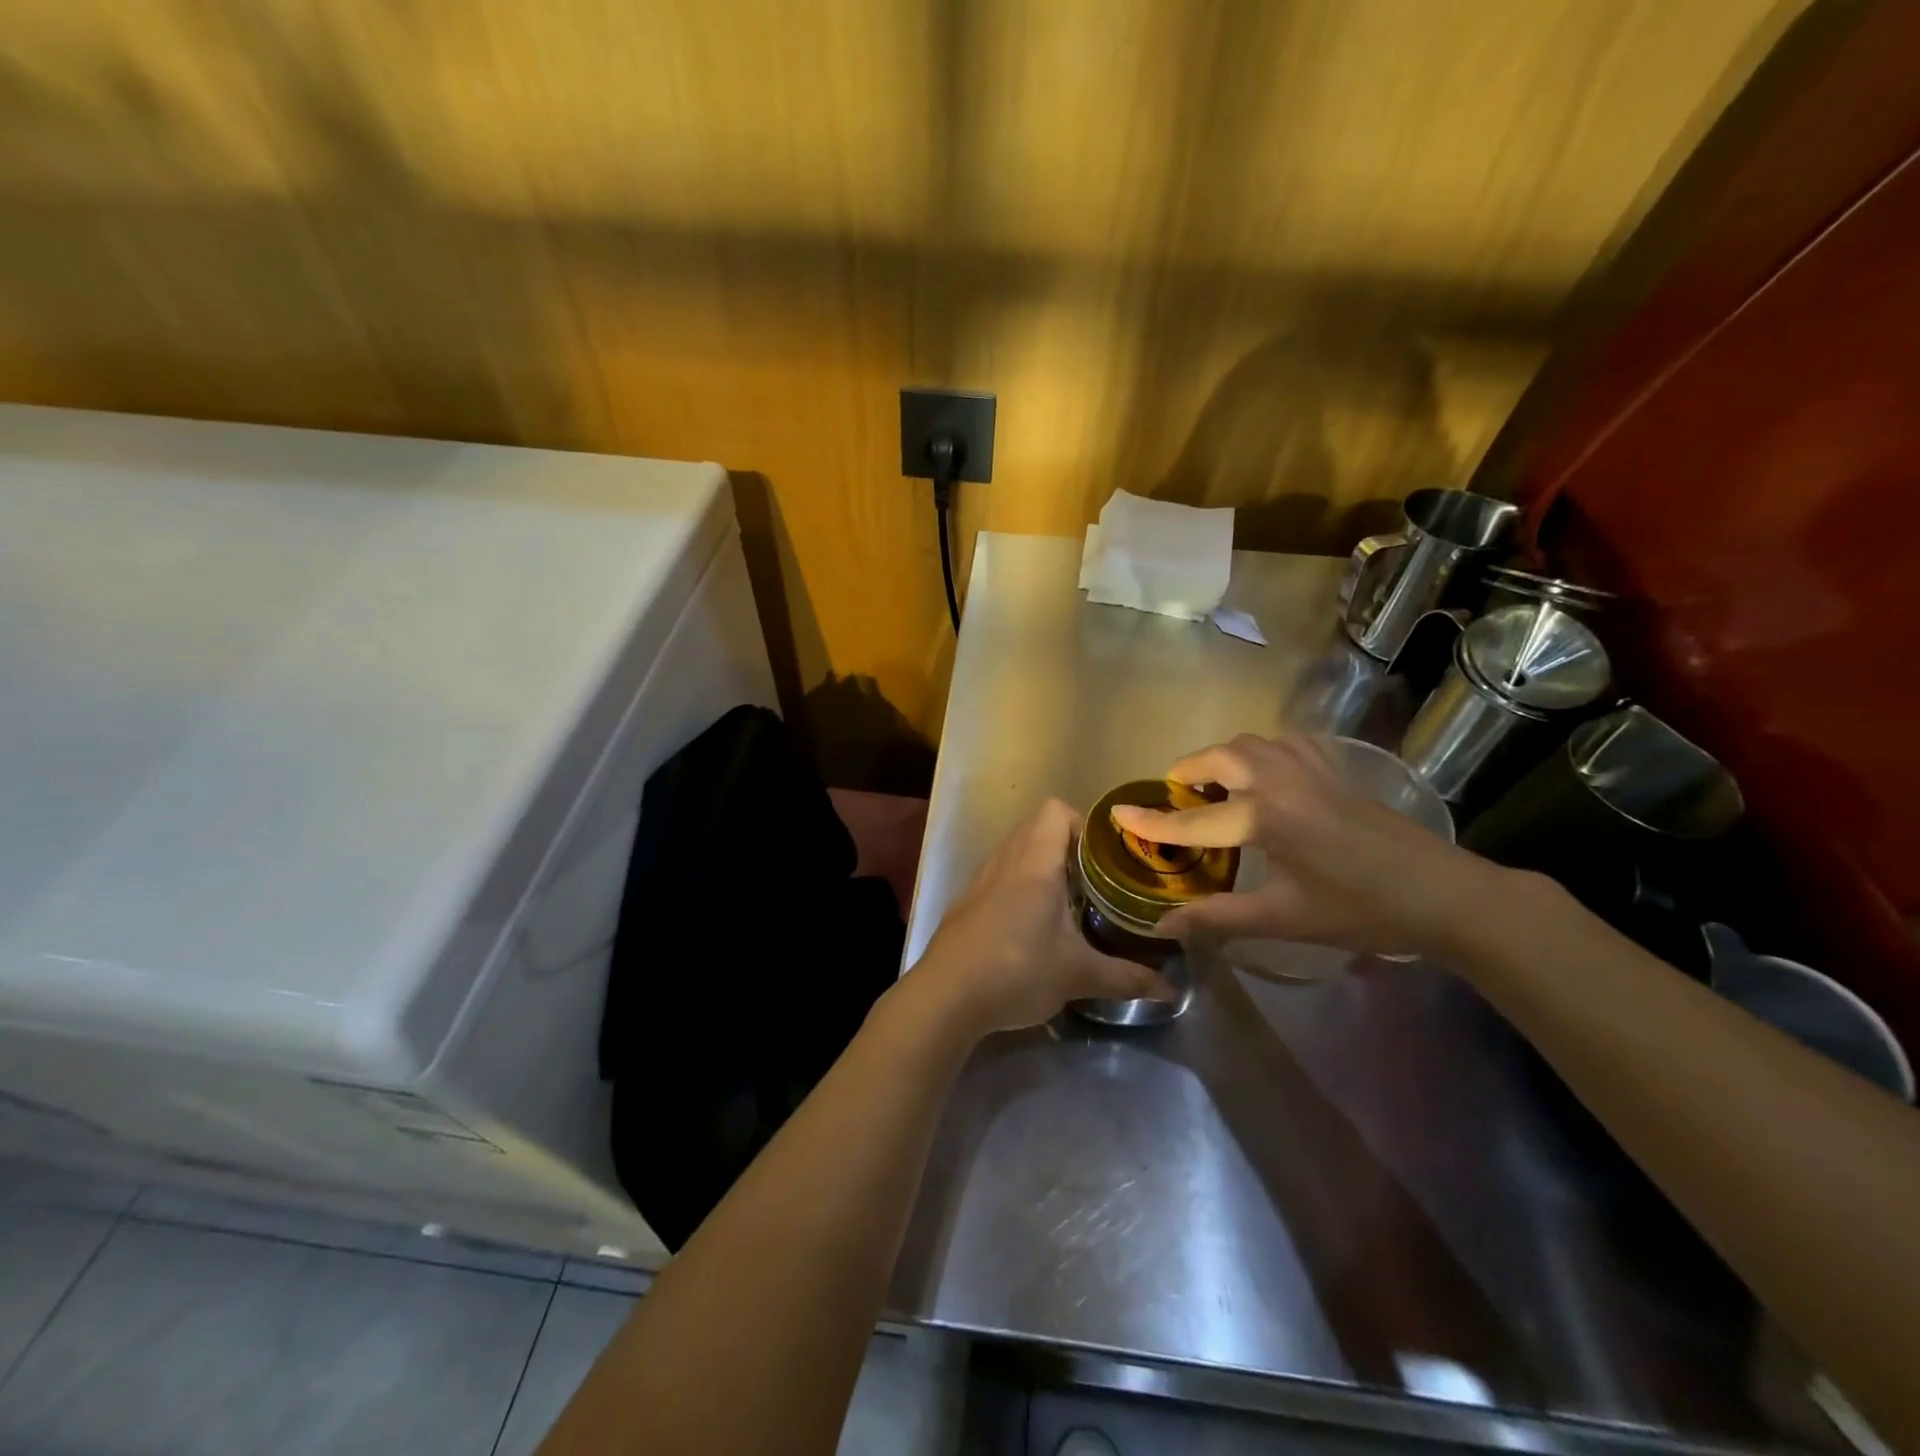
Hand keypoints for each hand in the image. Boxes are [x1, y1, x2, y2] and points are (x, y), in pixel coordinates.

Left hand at [913, 799, 1175, 1033]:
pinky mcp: (967, 902)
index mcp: (1034, 863)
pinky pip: (999, 875)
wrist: (945, 996)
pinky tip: (1032, 925)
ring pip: (1016, 851)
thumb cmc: (1017, 971)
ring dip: (1041, 865)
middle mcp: (1005, 860)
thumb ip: (1127, 978)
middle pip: (1037, 827)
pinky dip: (1018, 885)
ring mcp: (981, 880)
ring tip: (1068, 901)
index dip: (1083, 824)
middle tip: (1096, 880)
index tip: (1105, 857)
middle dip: (1069, 846)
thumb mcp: (1079, 975)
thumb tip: (1171, 989)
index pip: (1056, 810)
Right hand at [1109, 733, 1503, 957]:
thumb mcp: (1285, 920)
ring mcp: (1312, 770)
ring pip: (1251, 743)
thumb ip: (1219, 917)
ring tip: (1215, 788)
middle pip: (1220, 758)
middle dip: (1189, 772)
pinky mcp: (1335, 770)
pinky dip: (1261, 753)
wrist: (1443, 894)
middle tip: (1177, 798)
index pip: (1193, 819)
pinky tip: (1265, 777)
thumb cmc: (1360, 909)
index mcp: (1267, 817)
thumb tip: (1164, 926)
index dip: (1153, 821)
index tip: (1119, 814)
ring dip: (1223, 758)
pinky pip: (1285, 744)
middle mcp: (1283, 780)